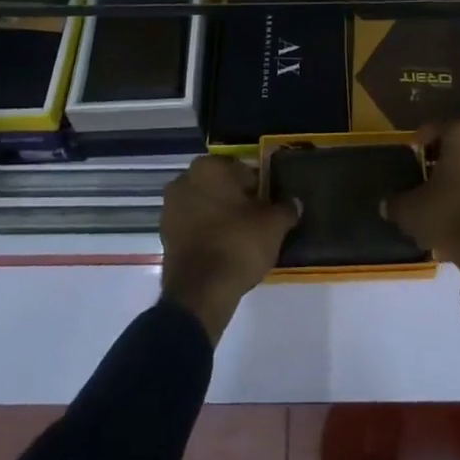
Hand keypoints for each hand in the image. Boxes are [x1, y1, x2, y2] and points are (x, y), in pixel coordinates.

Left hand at [160, 155, 297, 343]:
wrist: (200, 293)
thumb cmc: (238, 244)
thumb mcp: (274, 225)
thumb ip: (285, 208)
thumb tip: (294, 203)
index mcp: (209, 167)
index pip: (241, 168)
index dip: (257, 185)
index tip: (267, 203)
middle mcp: (184, 180)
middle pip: (219, 185)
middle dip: (235, 197)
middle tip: (256, 218)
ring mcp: (170, 208)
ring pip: (204, 204)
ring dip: (219, 214)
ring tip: (241, 236)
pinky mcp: (165, 235)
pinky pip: (193, 225)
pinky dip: (206, 232)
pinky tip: (224, 248)